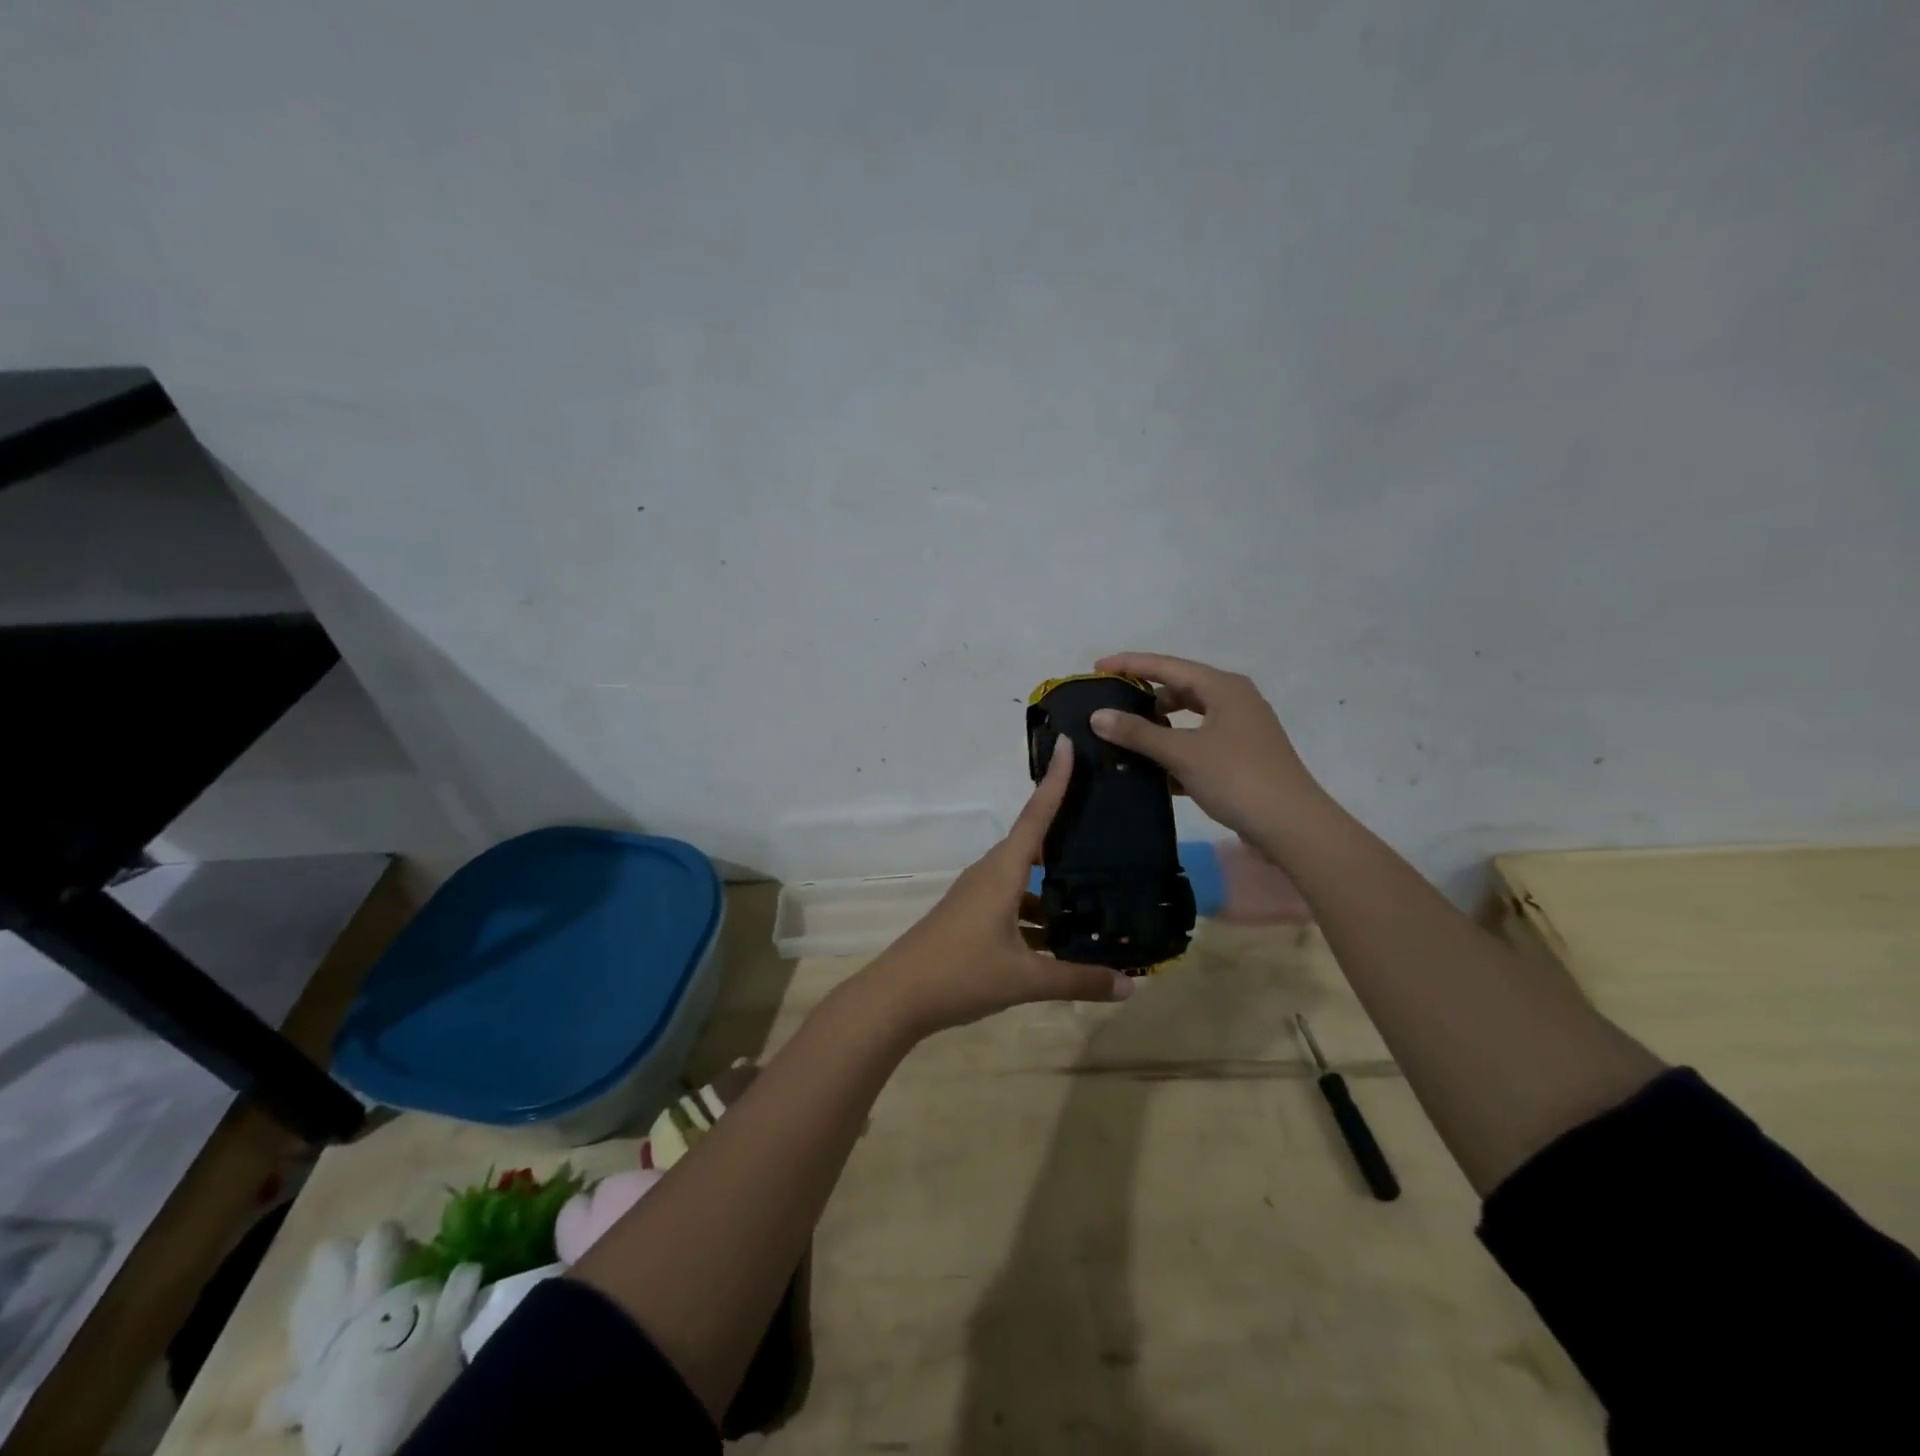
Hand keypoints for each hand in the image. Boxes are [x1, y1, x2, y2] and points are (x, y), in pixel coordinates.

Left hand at [859, 739, 1132, 1037]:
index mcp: (1003, 872)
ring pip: (1022, 875)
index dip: (1055, 780)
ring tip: (1096, 888)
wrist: (896, 997)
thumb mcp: (1025, 979)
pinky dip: (1036, 909)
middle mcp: (989, 874)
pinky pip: (1011, 899)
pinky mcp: (970, 915)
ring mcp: (976, 895)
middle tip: (1105, 820)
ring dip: (1052, 880)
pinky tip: (1059, 935)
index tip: (1067, 743)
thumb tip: (1130, 987)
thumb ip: (1078, 980)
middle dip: (1065, 830)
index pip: (1035, 815)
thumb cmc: (960, 974)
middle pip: (1032, 841)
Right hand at [1087, 652, 1322, 843]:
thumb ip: (1138, 732)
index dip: (1130, 664)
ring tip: (1124, 738)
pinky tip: (1150, 771)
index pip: (1167, 666)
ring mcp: (1240, 731)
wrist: (1291, 826)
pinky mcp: (1241, 759)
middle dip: (1144, 696)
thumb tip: (1097, 715)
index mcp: (1223, 688)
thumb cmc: (1237, 777)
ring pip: (1189, 720)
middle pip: (1180, 689)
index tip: (1097, 668)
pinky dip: (1174, 751)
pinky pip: (1198, 745)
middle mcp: (1234, 701)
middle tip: (1109, 705)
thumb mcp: (1182, 752)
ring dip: (1158, 727)